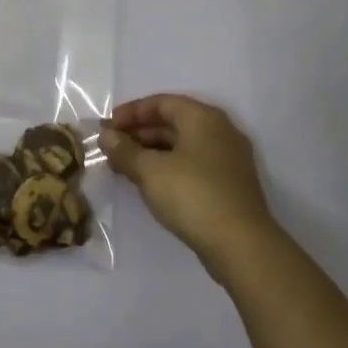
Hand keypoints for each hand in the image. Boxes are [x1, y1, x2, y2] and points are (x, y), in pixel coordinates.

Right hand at [101, 95, 283, 280]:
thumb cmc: (193, 196)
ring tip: (123, 167)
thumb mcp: (150, 171)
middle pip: (173, 122)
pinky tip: (148, 183)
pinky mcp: (228, 184)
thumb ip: (125, 150)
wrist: (241, 245)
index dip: (131, 112)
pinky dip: (167, 167)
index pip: (162, 103)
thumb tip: (106, 136)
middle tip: (111, 148)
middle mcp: (220, 132)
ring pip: (181, 146)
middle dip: (138, 133)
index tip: (107, 127)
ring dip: (150, 152)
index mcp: (203, 118)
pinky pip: (191, 164)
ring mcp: (227, 159)